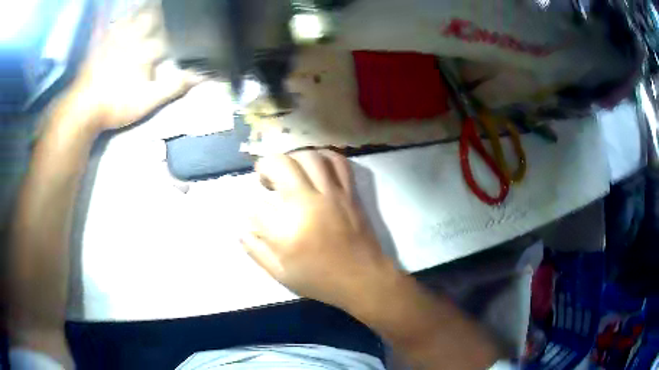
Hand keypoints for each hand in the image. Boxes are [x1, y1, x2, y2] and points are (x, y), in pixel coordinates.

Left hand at [54, 7, 200, 131]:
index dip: (183, 30)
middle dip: (162, 12)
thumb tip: (201, 77)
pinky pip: (112, 25)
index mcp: (146, 51)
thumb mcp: (148, 101)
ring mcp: (115, 39)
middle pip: (151, 18)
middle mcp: (132, 39)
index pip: (170, 35)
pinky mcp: (101, 44)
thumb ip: (173, 86)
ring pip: (132, 17)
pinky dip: (119, 19)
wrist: (83, 109)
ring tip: (152, 4)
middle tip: (171, 7)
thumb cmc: (116, 105)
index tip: (192, 25)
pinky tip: (122, 17)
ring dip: (142, 10)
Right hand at [242, 150, 395, 308]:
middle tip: (264, 179)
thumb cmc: (321, 281)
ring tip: (289, 171)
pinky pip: (338, 162)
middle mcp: (308, 205)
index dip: (251, 209)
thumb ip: (256, 251)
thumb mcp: (281, 275)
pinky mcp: (349, 193)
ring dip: (292, 158)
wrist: (363, 279)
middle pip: (280, 165)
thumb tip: (241, 229)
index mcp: (287, 232)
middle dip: (265, 166)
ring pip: (309, 157)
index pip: (256, 206)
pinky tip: (315, 167)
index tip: (255, 214)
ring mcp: (332, 195)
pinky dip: (323, 157)